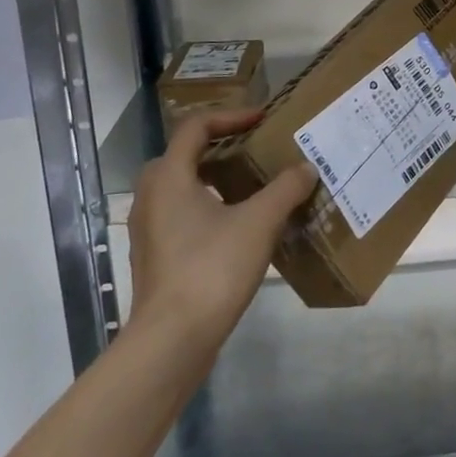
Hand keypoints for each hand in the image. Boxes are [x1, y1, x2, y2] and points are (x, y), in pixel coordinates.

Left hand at [126, 108, 316, 343]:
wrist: (172, 341)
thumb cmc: (212, 269)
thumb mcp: (259, 223)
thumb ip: (286, 189)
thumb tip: (307, 168)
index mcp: (170, 176)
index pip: (195, 127)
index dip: (231, 116)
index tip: (261, 119)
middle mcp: (151, 196)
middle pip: (183, 154)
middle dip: (219, 145)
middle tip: (252, 148)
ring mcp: (148, 228)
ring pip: (180, 186)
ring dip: (213, 178)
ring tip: (250, 184)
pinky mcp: (155, 255)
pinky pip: (180, 214)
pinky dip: (206, 206)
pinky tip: (237, 224)